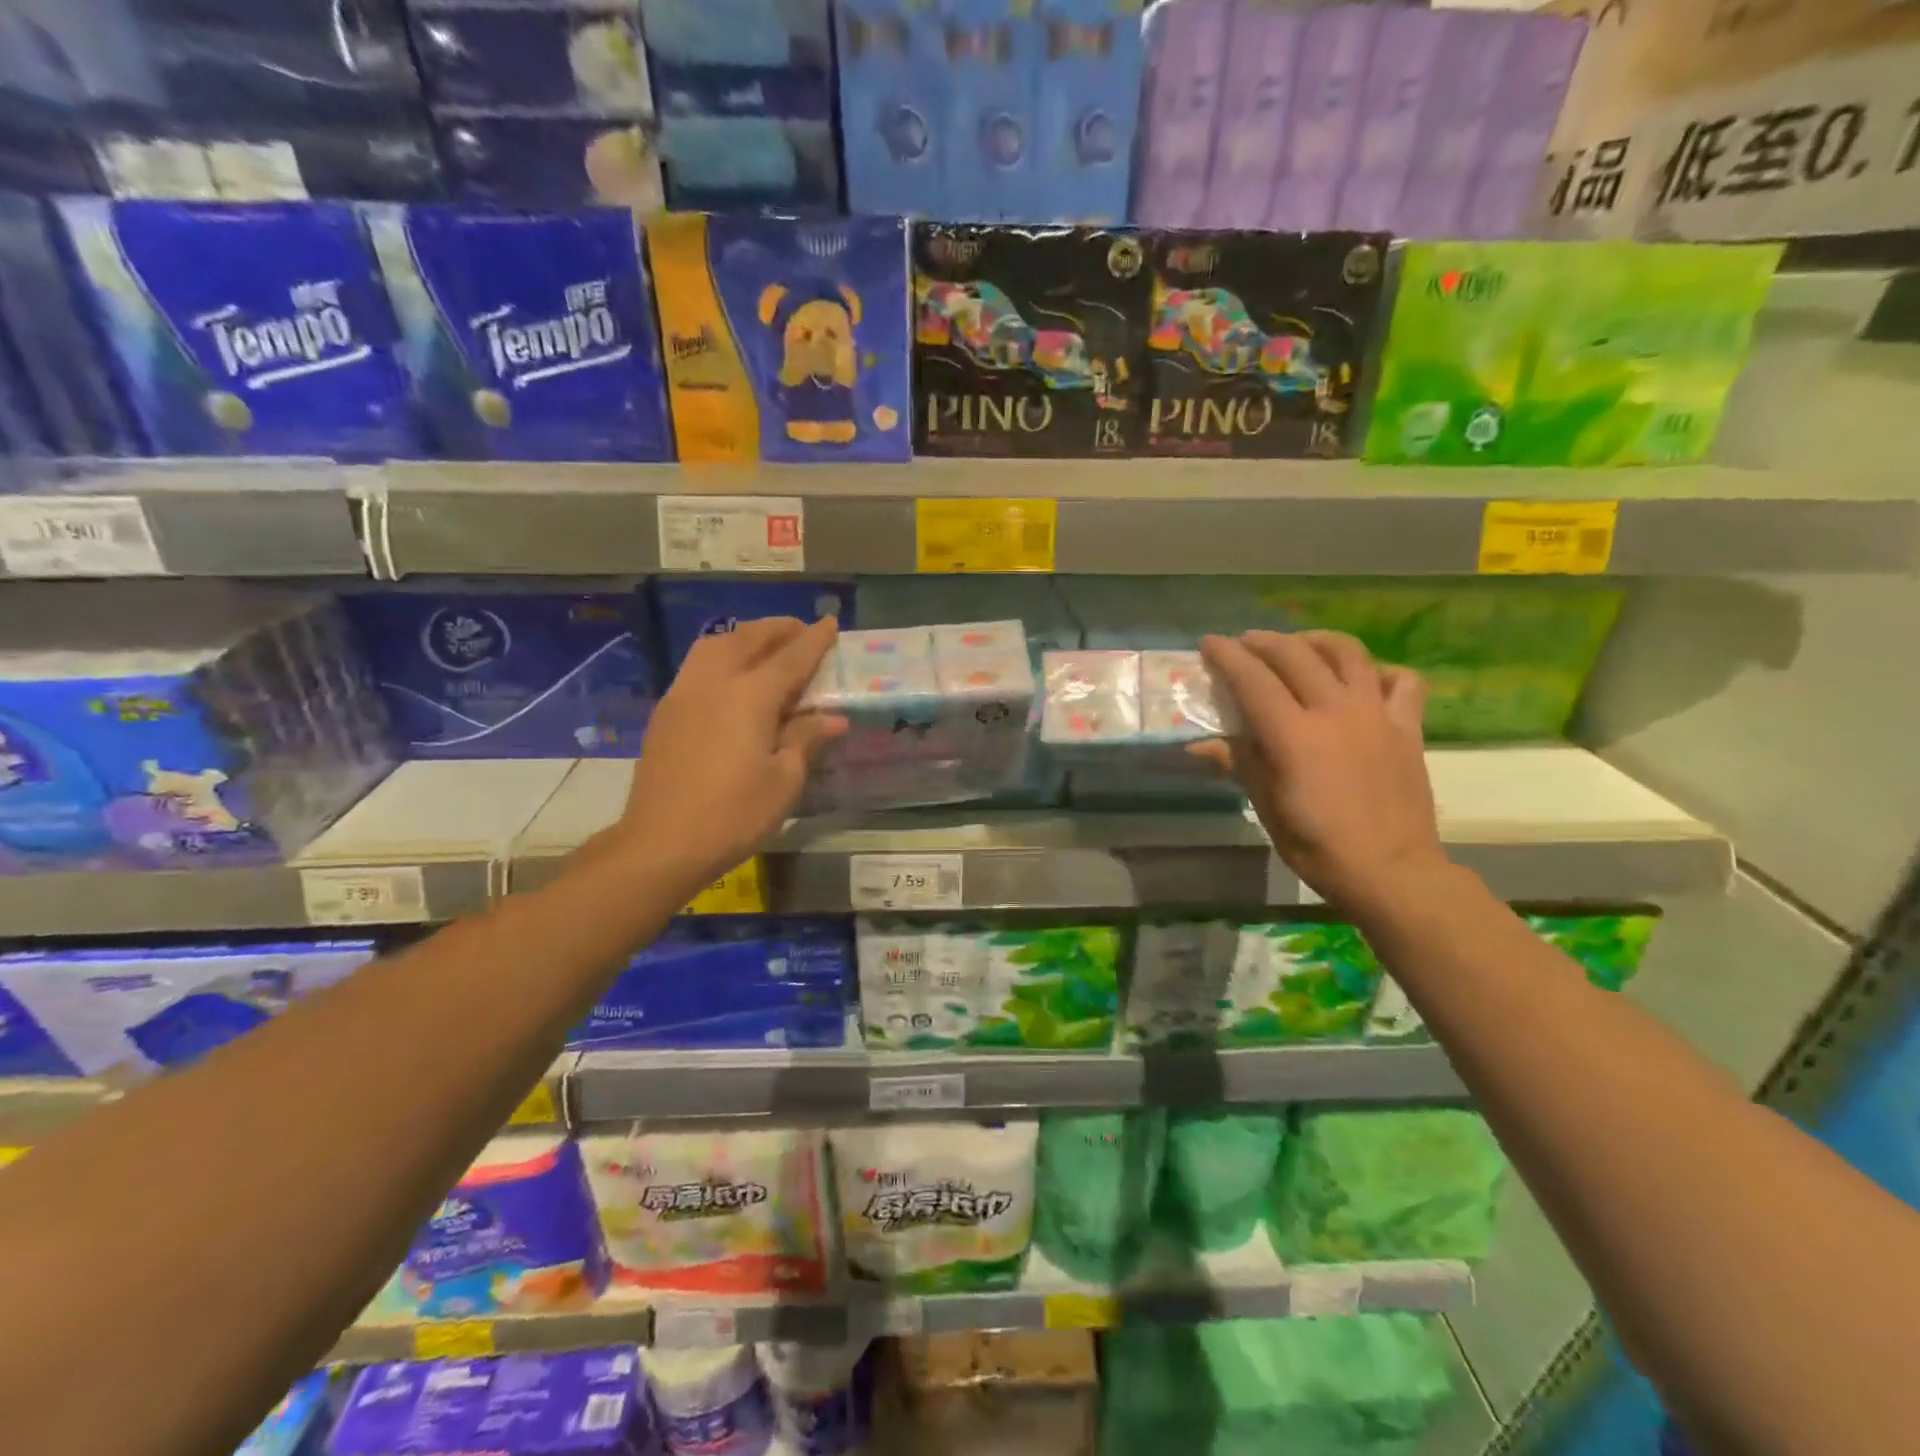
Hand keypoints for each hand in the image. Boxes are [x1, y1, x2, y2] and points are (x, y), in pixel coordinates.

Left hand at [619, 617, 846, 897]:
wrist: (661, 842)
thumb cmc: (733, 815)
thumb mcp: (784, 781)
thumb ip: (807, 739)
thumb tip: (834, 718)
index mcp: (750, 696)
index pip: (791, 657)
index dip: (814, 640)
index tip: (831, 623)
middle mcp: (715, 682)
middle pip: (750, 639)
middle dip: (779, 629)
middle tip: (801, 631)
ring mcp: (684, 693)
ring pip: (716, 644)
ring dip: (745, 636)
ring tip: (765, 645)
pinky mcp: (666, 710)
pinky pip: (697, 664)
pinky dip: (721, 654)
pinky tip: (730, 675)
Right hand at [1191, 630, 1447, 916]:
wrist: (1391, 871)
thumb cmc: (1317, 846)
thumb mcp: (1266, 807)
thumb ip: (1238, 763)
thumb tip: (1198, 746)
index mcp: (1294, 735)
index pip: (1253, 679)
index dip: (1227, 656)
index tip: (1209, 644)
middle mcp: (1335, 712)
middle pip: (1296, 655)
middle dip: (1264, 641)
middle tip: (1245, 644)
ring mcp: (1376, 715)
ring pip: (1348, 653)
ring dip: (1316, 641)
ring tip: (1299, 646)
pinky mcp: (1407, 727)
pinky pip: (1401, 681)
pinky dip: (1378, 671)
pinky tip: (1362, 680)